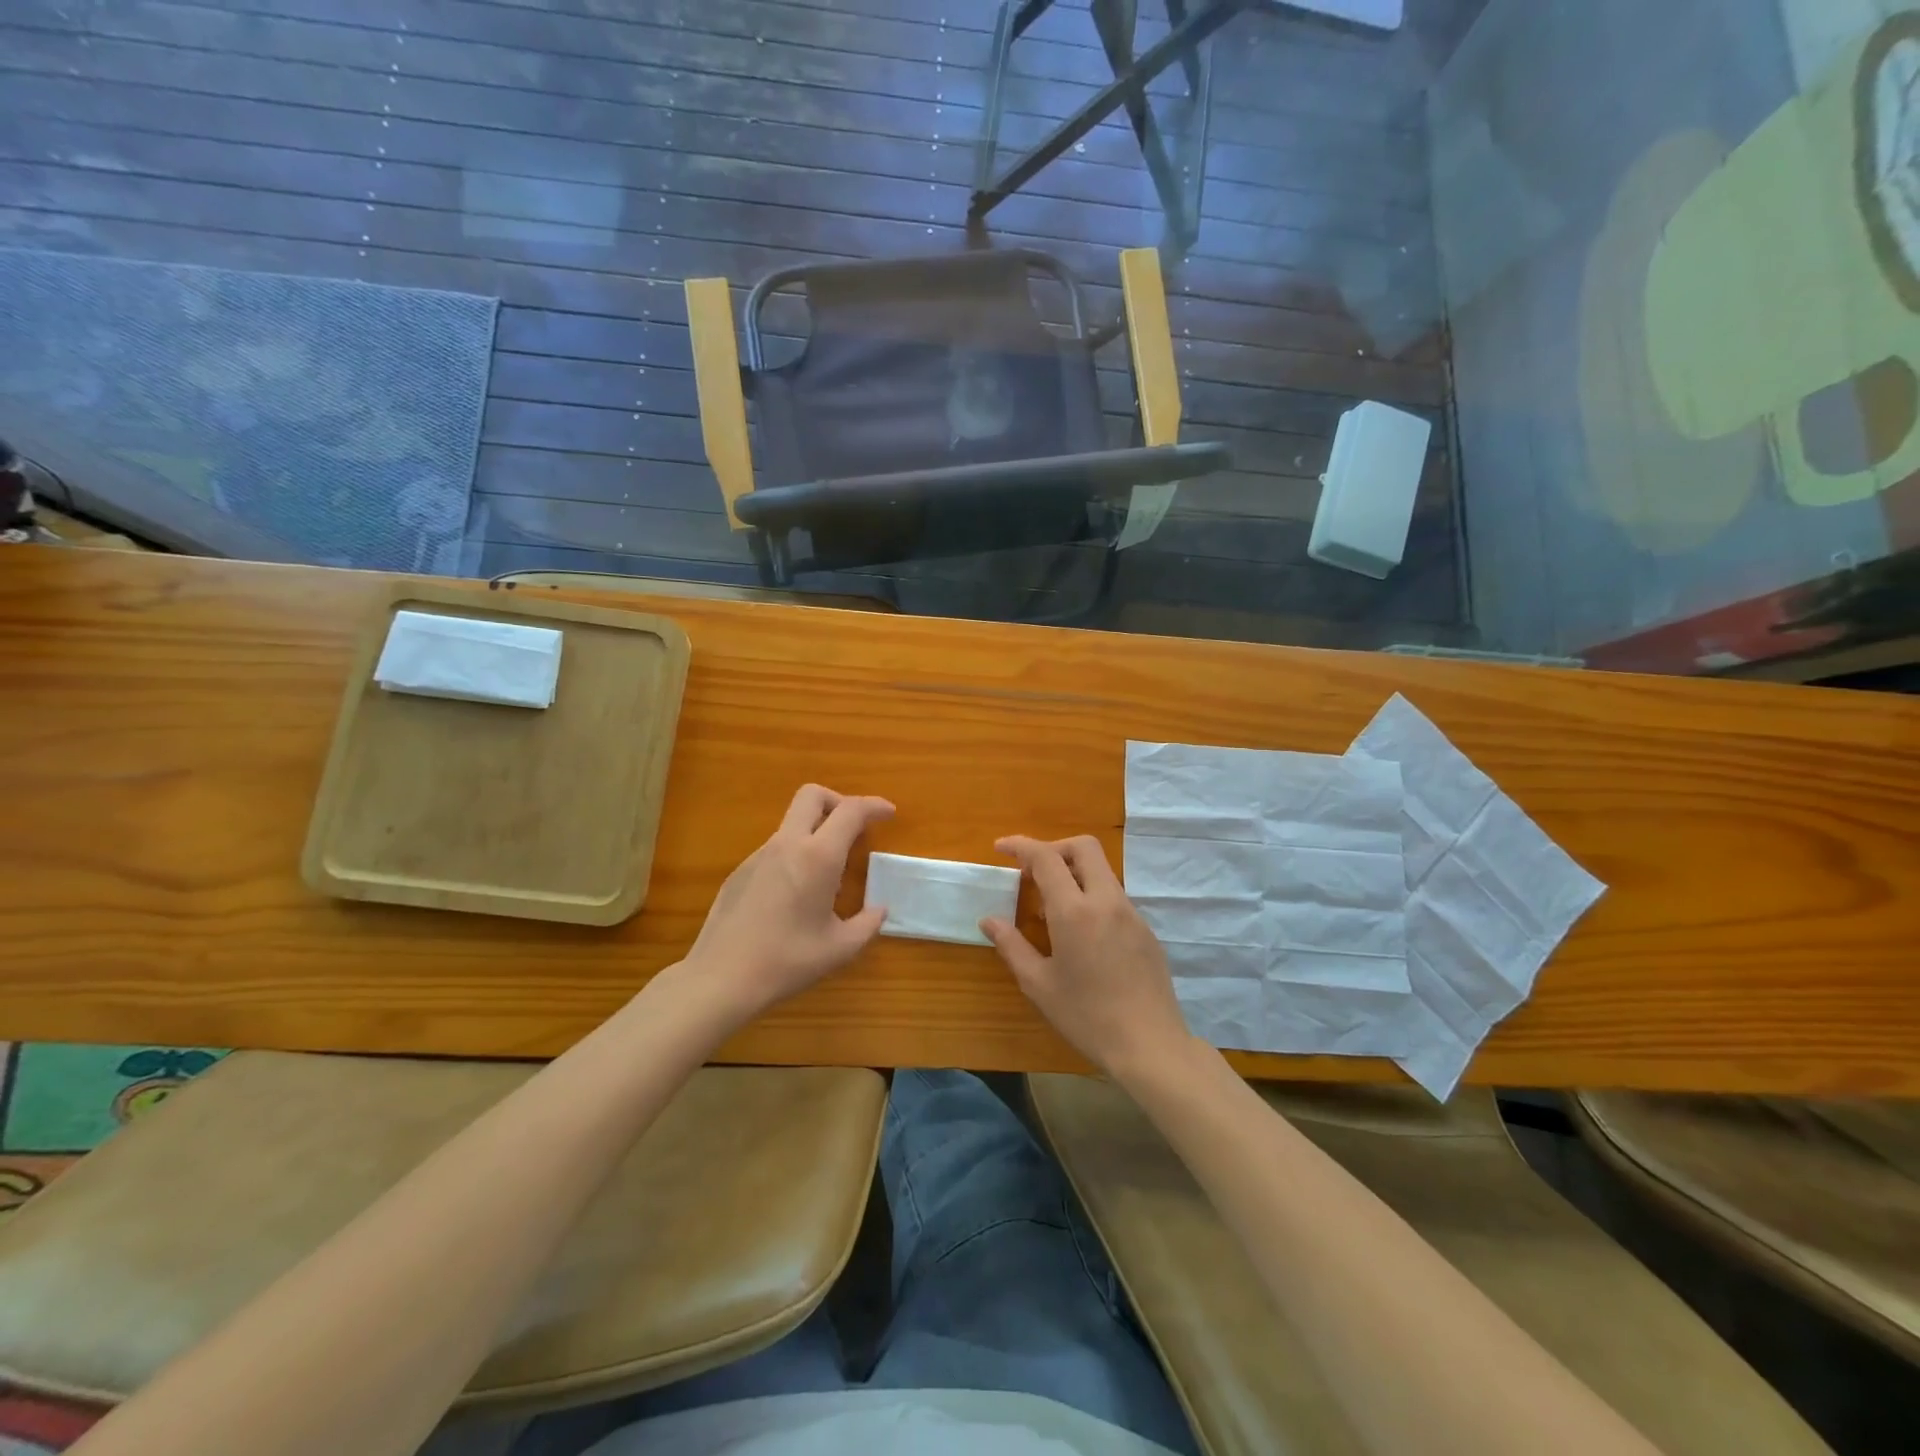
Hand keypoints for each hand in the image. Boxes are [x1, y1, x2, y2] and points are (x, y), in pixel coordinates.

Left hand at [681, 784, 894, 1021]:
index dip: (874, 805)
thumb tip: (879, 911)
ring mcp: (758, 856)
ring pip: (792, 823)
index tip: (889, 814)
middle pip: (812, 795)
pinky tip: (794, 897)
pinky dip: (794, 856)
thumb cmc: (787, 961)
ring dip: (815, 832)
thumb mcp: (839, 949)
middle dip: (838, 801)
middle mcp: (787, 845)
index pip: (850, 811)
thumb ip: (867, 924)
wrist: (720, 978)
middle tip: (854, 829)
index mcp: (818, 857)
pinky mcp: (739, 872)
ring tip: (827, 877)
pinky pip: (775, 850)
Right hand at [982, 835, 1192, 1080]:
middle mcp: (1106, 900)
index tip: (1001, 848)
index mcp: (1074, 911)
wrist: (1150, 1045)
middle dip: (1054, 848)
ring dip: (1073, 874)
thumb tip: (990, 920)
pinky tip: (1081, 935)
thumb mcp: (1039, 985)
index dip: (1021, 845)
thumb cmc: (1086, 1016)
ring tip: (1051, 911)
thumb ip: (1012, 946)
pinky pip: (1114, 896)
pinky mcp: (1145, 929)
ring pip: (1101, 870)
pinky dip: (1091, 896)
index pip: (1046, 857)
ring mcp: (1131, 913)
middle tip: (1031, 873)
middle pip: (1083, 847)